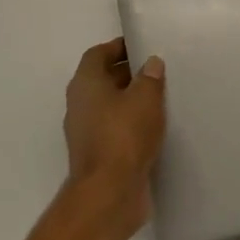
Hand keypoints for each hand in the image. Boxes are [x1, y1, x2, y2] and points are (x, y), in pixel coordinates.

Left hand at [64, 39, 167, 230]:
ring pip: (109, 106)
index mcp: (85, 84)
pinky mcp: (97, 155)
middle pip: (102, 79)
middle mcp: (80, 104)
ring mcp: (86, 132)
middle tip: (157, 70)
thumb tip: (151, 63)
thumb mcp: (145, 98)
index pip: (98, 54)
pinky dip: (130, 124)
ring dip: (130, 100)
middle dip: (128, 73)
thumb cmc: (124, 135)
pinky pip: (114, 129)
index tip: (143, 46)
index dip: (118, 47)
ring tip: (160, 97)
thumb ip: (149, 77)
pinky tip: (154, 127)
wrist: (109, 193)